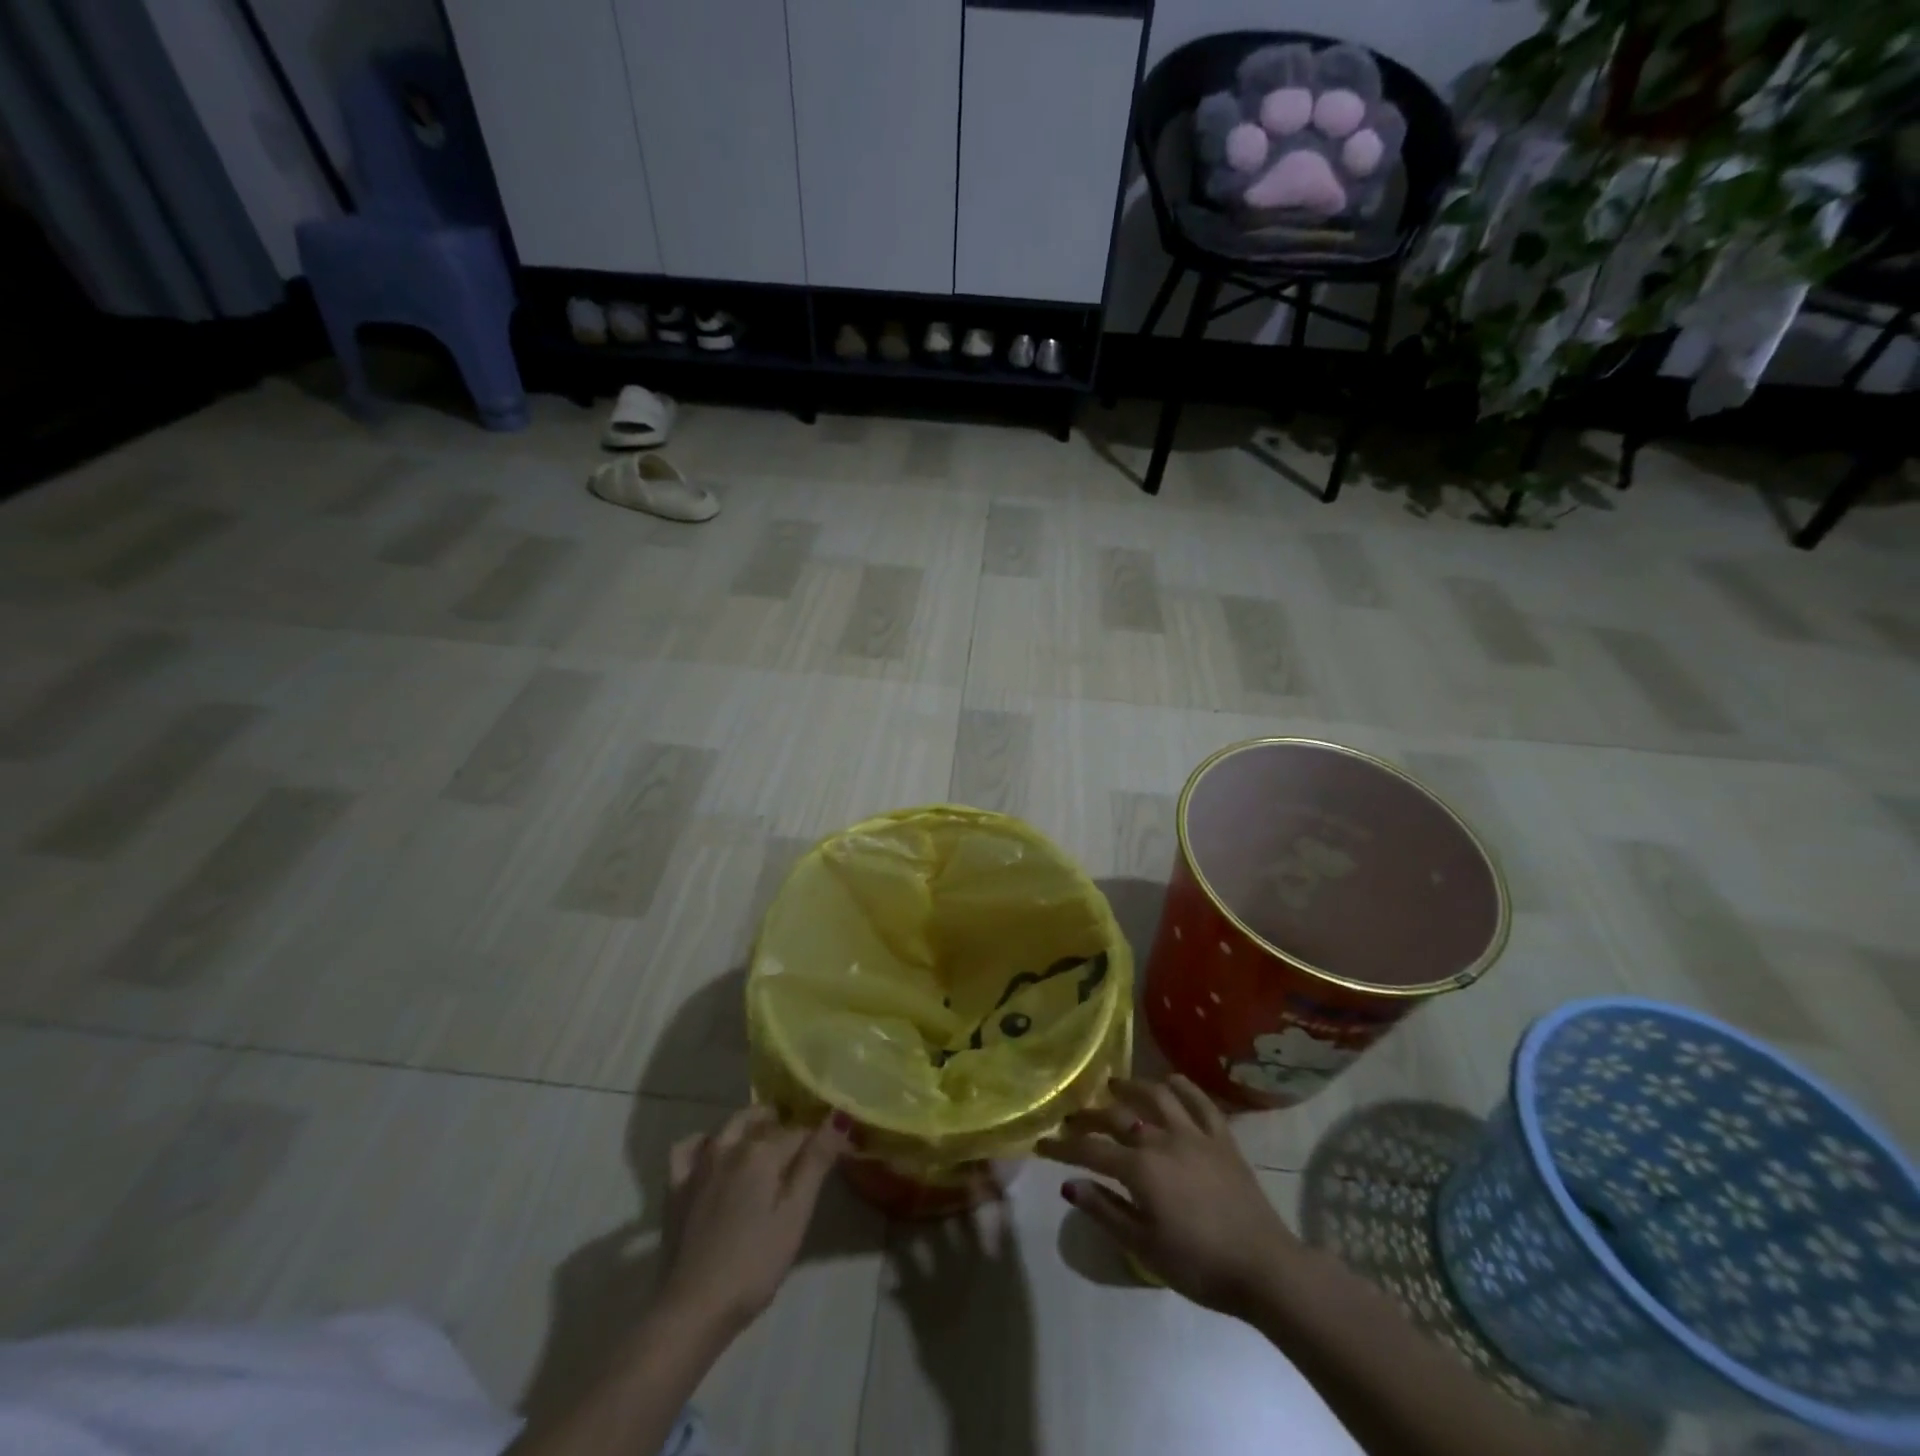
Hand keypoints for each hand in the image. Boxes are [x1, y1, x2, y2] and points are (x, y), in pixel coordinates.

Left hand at [658, 1106, 851, 1337]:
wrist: (692, 1309)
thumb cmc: (754, 1264)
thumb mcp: (796, 1215)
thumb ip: (817, 1162)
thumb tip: (839, 1115)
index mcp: (762, 1151)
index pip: (800, 1131)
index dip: (820, 1139)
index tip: (832, 1152)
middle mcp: (730, 1145)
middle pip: (763, 1120)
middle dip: (784, 1125)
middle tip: (800, 1150)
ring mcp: (699, 1164)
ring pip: (729, 1125)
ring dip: (750, 1124)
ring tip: (764, 1143)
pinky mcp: (676, 1187)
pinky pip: (689, 1147)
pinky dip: (705, 1142)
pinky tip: (712, 1153)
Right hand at [1038, 1076, 1298, 1319]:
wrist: (1264, 1267)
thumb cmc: (1199, 1265)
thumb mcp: (1144, 1247)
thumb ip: (1105, 1210)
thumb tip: (1068, 1184)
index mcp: (1140, 1168)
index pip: (1091, 1150)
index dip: (1063, 1147)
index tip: (1041, 1143)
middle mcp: (1163, 1139)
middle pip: (1119, 1117)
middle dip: (1090, 1115)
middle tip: (1073, 1116)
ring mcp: (1195, 1134)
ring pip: (1158, 1096)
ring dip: (1132, 1086)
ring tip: (1115, 1084)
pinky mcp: (1223, 1138)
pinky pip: (1201, 1102)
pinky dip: (1184, 1087)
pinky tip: (1171, 1080)